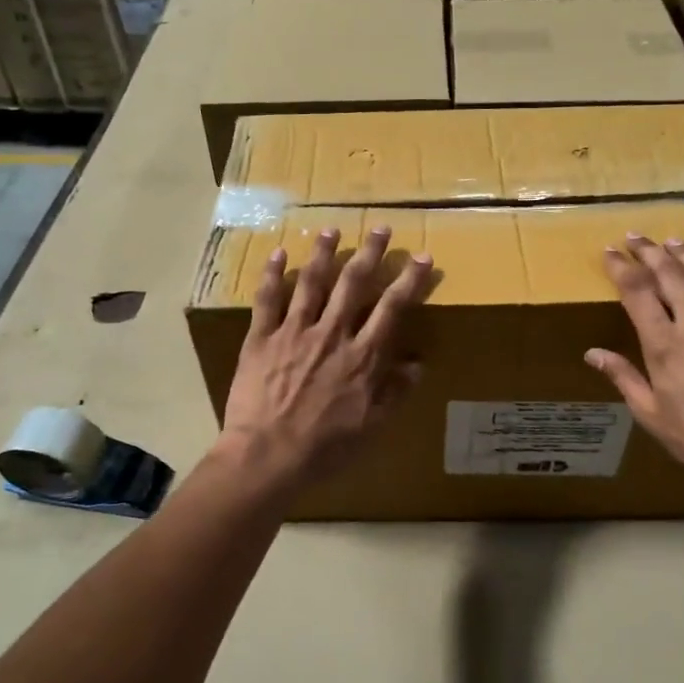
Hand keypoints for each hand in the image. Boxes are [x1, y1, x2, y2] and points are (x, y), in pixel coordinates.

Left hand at [221, 226, 434, 483]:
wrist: (267, 455)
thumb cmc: (323, 448)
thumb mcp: (370, 427)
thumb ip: (394, 393)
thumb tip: (418, 364)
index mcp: (362, 357)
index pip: (392, 308)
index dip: (409, 281)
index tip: (422, 257)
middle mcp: (331, 334)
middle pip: (353, 284)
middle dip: (369, 253)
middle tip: (379, 227)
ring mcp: (294, 332)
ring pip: (311, 282)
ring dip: (323, 253)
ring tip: (330, 229)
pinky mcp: (261, 338)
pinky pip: (267, 299)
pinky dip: (272, 274)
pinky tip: (278, 253)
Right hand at [585, 234, 683, 493]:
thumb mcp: (650, 414)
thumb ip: (623, 378)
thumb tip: (593, 354)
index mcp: (664, 345)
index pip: (637, 293)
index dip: (621, 268)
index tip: (609, 252)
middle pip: (670, 275)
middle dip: (649, 252)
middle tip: (635, 237)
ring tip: (671, 241)